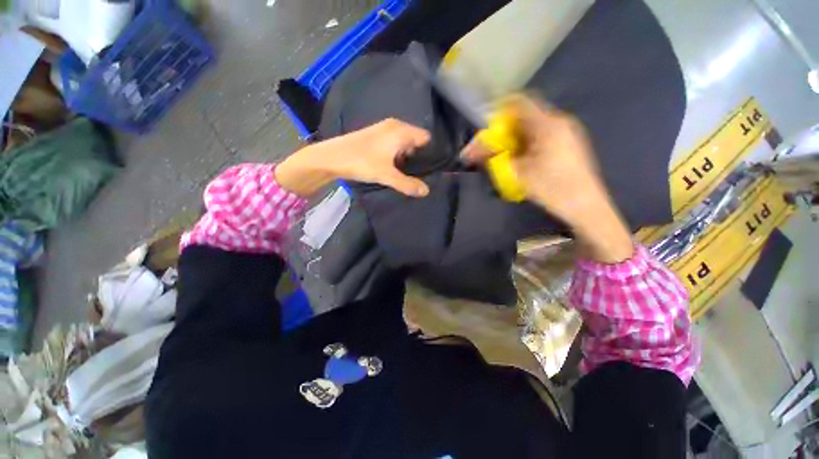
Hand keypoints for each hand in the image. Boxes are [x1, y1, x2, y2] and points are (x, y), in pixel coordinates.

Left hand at [276, 119, 431, 197]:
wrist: (332, 157)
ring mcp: (385, 130)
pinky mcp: (377, 136)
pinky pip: (395, 144)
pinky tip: (395, 167)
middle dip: (420, 156)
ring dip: (408, 157)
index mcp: (401, 131)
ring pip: (405, 143)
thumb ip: (407, 184)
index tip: (432, 168)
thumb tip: (427, 191)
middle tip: (421, 174)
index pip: (426, 138)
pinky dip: (398, 155)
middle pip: (417, 140)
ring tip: (410, 173)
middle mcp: (395, 126)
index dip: (431, 152)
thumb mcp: (386, 175)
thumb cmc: (361, 162)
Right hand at [462, 96, 633, 262]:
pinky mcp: (568, 142)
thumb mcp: (517, 173)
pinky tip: (521, 160)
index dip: (498, 113)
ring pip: (531, 127)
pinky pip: (540, 135)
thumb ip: (494, 158)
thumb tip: (473, 151)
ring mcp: (566, 131)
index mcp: (547, 125)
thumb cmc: (552, 188)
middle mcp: (559, 122)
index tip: (485, 129)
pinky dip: (525, 144)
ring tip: (503, 157)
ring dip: (513, 138)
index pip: (518, 103)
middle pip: (523, 115)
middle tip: (490, 149)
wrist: (586, 206)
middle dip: (503, 130)